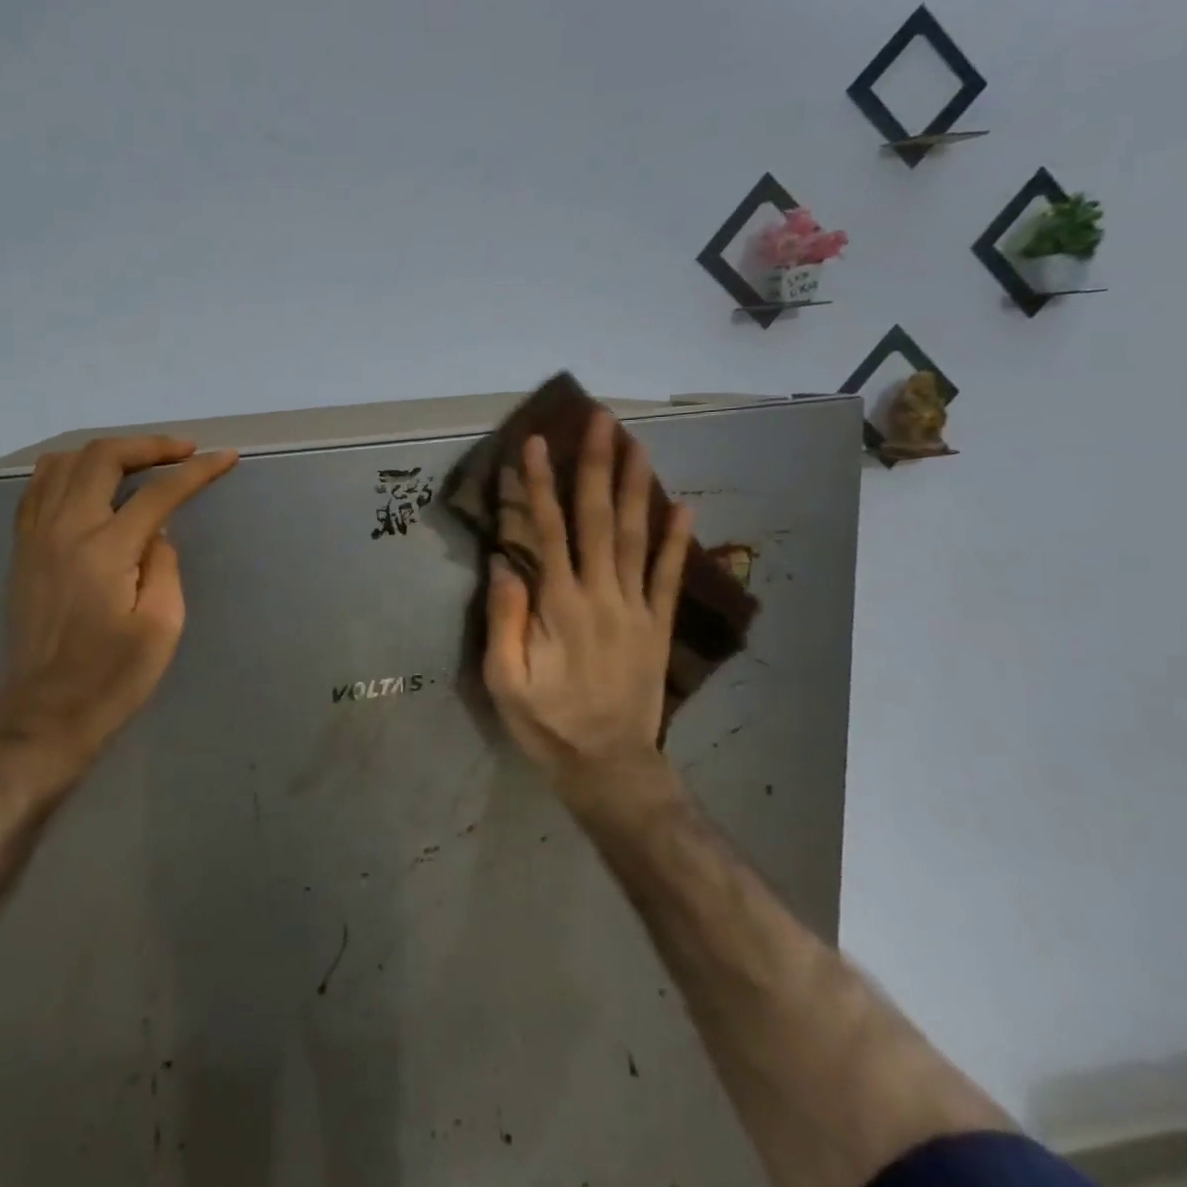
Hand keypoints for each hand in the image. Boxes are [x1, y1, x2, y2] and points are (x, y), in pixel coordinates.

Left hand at [0, 436, 238, 785]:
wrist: (45, 714)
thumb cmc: (112, 679)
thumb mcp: (161, 627)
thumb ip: (164, 567)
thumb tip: (157, 533)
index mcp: (105, 549)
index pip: (158, 492)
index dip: (197, 471)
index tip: (226, 458)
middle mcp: (65, 530)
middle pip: (103, 458)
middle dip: (148, 445)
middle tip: (183, 451)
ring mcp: (36, 537)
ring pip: (63, 464)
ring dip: (106, 452)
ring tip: (139, 461)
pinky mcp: (22, 551)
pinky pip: (38, 489)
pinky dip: (68, 471)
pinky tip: (89, 483)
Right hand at [484, 410, 693, 803]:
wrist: (610, 767)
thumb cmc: (548, 724)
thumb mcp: (505, 682)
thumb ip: (504, 621)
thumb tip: (503, 563)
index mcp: (559, 606)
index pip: (548, 530)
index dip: (540, 484)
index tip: (538, 443)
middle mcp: (601, 595)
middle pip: (599, 519)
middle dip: (597, 465)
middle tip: (601, 419)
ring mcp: (635, 608)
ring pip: (637, 536)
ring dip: (636, 487)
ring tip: (638, 444)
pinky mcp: (657, 625)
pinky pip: (669, 575)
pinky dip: (678, 540)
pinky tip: (683, 506)